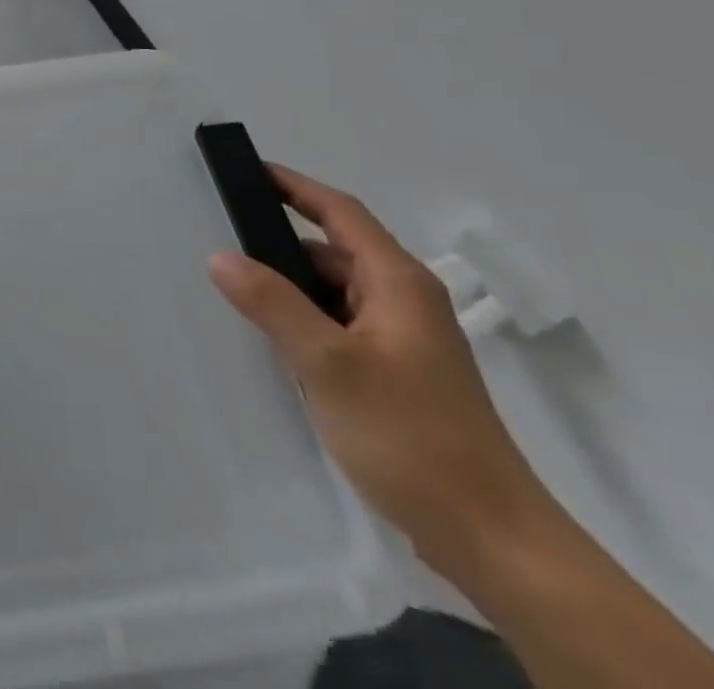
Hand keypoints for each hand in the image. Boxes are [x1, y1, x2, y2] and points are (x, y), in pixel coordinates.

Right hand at [207, 166, 548, 574]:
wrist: (493, 542)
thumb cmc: (411, 436)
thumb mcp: (328, 364)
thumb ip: (272, 303)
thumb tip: (219, 256)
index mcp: (398, 283)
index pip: (339, 212)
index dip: (294, 186)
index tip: (247, 171)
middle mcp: (404, 301)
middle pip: (335, 251)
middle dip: (281, 243)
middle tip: (223, 242)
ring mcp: (404, 341)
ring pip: (335, 293)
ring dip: (291, 288)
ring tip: (237, 293)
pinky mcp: (399, 377)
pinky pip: (340, 327)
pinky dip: (306, 322)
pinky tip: (275, 344)